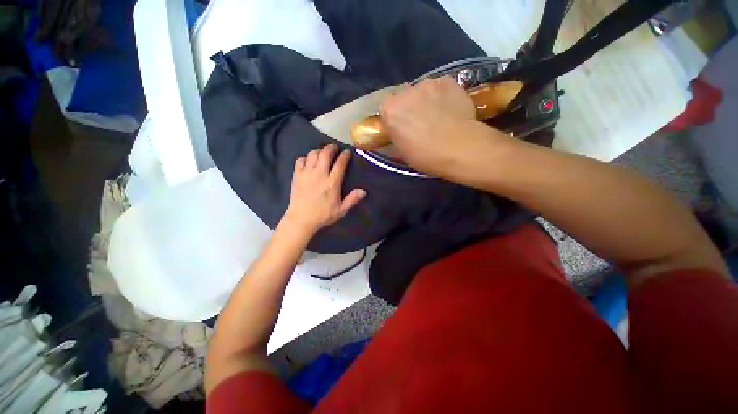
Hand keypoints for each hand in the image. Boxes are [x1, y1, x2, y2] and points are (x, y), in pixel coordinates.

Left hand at [283, 144, 365, 233]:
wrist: (301, 219)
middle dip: (331, 147)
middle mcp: (320, 174)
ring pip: (313, 154)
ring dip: (319, 151)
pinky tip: (309, 161)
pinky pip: (300, 160)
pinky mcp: (297, 175)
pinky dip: (306, 157)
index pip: (340, 164)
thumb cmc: (323, 215)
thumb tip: (364, 191)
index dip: (344, 155)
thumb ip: (352, 199)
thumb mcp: (341, 210)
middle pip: (325, 154)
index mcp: (332, 183)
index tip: (347, 152)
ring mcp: (307, 173)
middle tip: (335, 148)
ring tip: (322, 153)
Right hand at [379, 77, 512, 175]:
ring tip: (439, 116)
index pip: (386, 108)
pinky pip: (441, 88)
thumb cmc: (425, 155)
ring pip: (423, 91)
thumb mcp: (403, 153)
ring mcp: (428, 84)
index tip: (401, 128)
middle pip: (404, 97)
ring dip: (427, 100)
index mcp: (390, 110)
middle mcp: (406, 91)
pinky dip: (443, 96)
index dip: (394, 118)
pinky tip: (450, 110)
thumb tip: (399, 135)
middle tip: (420, 122)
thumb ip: (396, 138)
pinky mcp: (449, 81)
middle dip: (410, 107)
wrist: (459, 148)